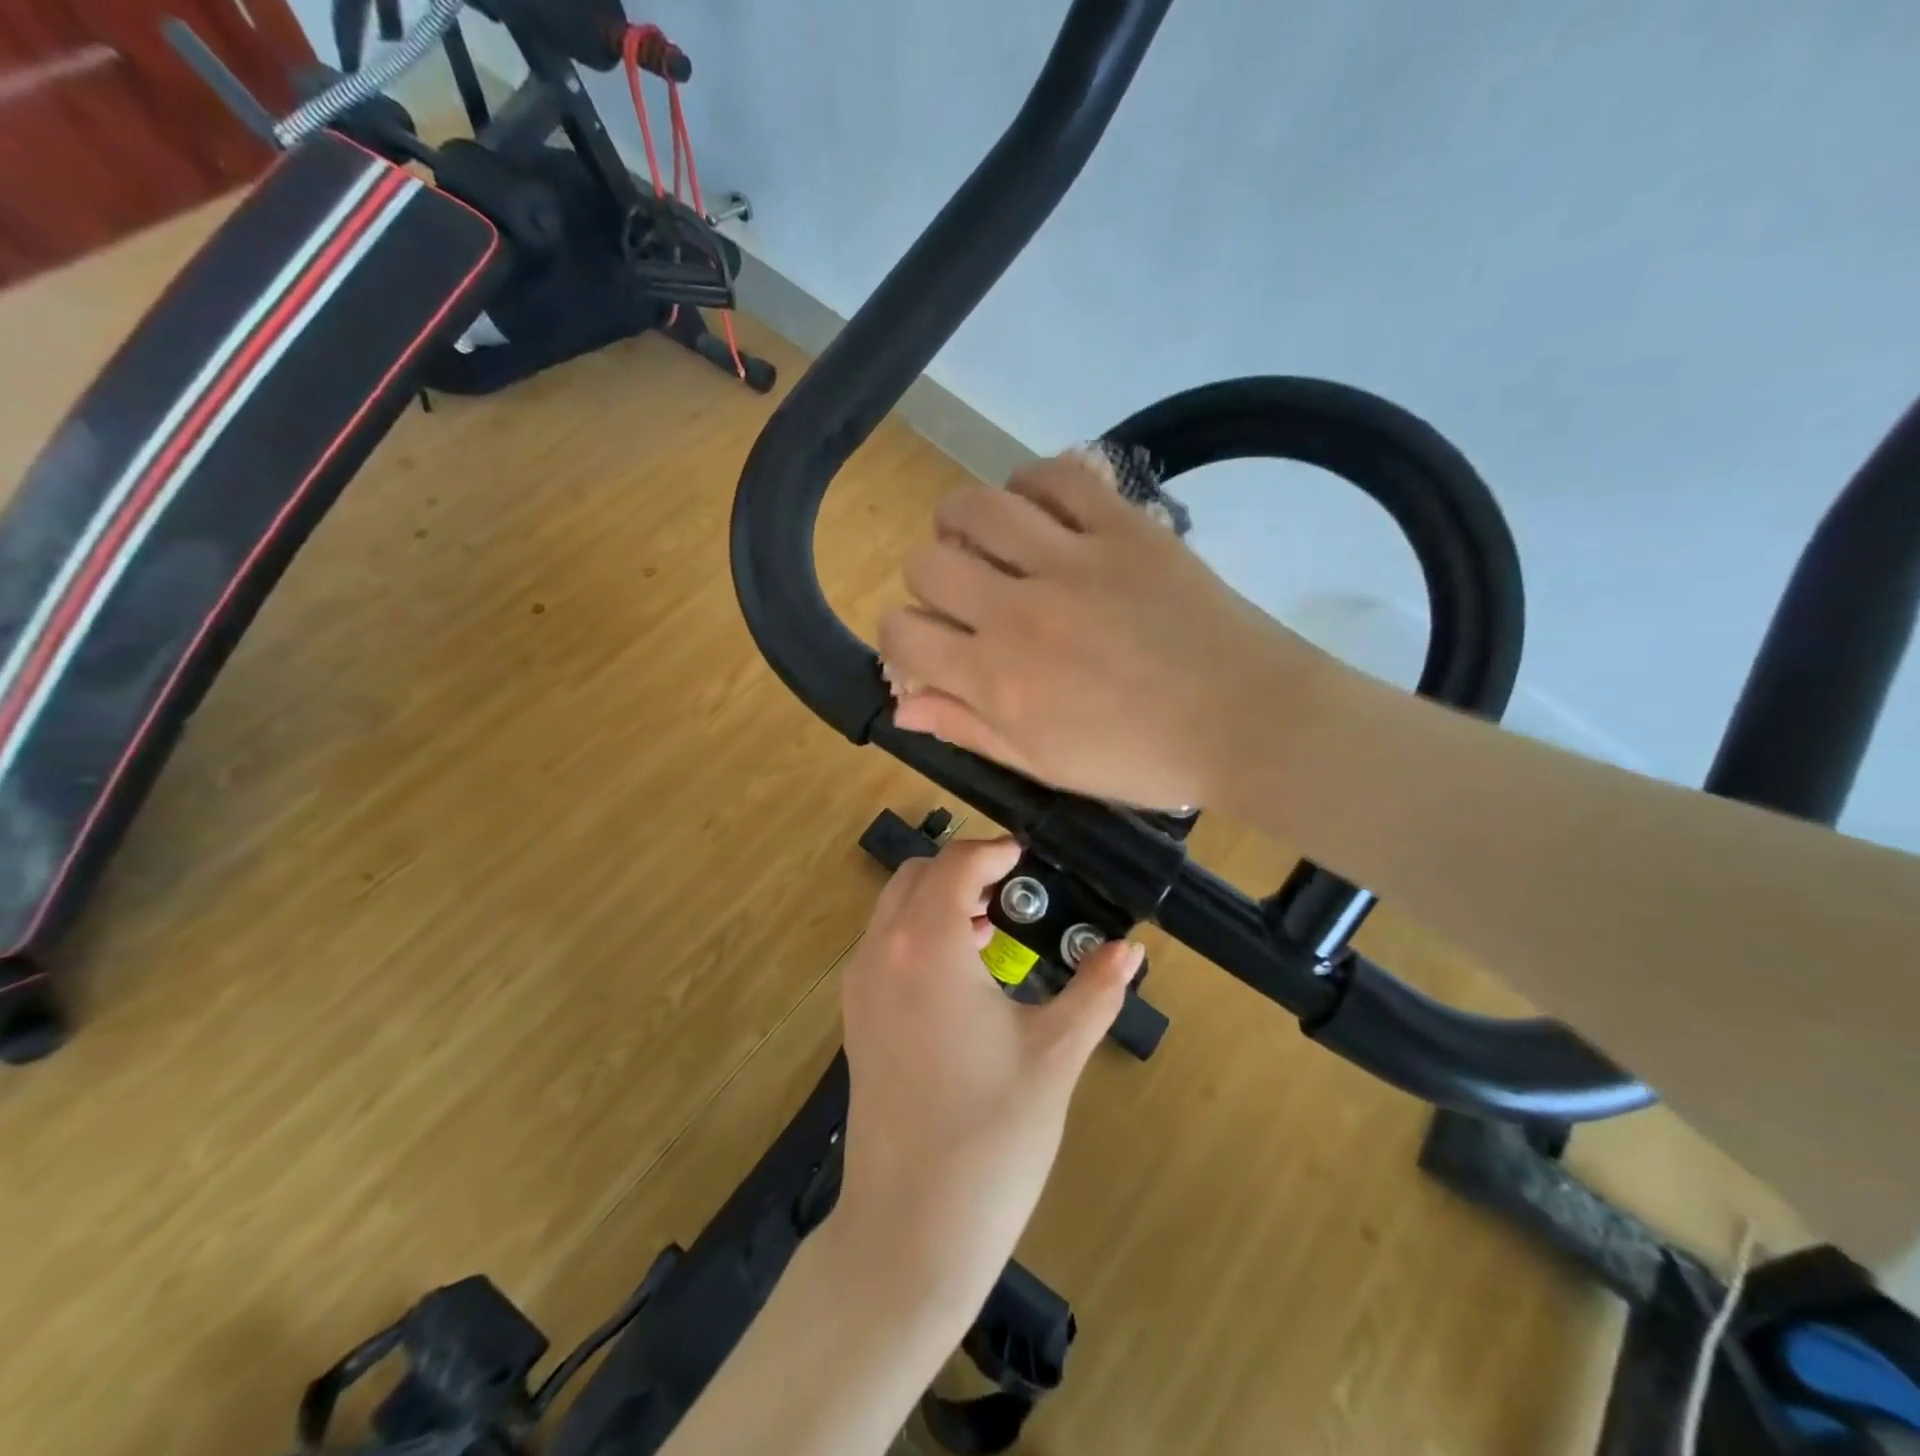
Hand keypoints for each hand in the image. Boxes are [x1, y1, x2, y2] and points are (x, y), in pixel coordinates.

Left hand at [837, 836, 1140, 1300]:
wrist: (910, 1228)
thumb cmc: (991, 1136)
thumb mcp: (1054, 1056)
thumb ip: (1094, 991)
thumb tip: (1130, 949)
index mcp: (929, 947)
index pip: (956, 864)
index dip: (994, 850)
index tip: (1028, 858)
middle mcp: (883, 952)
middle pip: (917, 874)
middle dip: (964, 869)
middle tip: (1014, 890)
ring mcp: (861, 986)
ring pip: (894, 907)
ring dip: (939, 899)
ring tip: (993, 928)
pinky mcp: (855, 1018)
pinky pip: (884, 945)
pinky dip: (918, 933)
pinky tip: (962, 974)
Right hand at [878, 454, 1323, 810]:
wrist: (1246, 721)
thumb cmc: (1141, 759)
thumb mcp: (1044, 763)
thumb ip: (968, 728)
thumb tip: (901, 704)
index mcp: (996, 679)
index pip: (901, 631)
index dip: (900, 635)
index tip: (930, 643)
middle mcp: (1018, 612)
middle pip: (926, 562)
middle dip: (929, 580)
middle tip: (964, 595)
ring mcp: (1071, 561)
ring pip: (977, 507)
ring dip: (963, 520)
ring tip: (984, 539)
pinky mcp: (1122, 527)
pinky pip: (1056, 476)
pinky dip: (1032, 483)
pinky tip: (1037, 509)